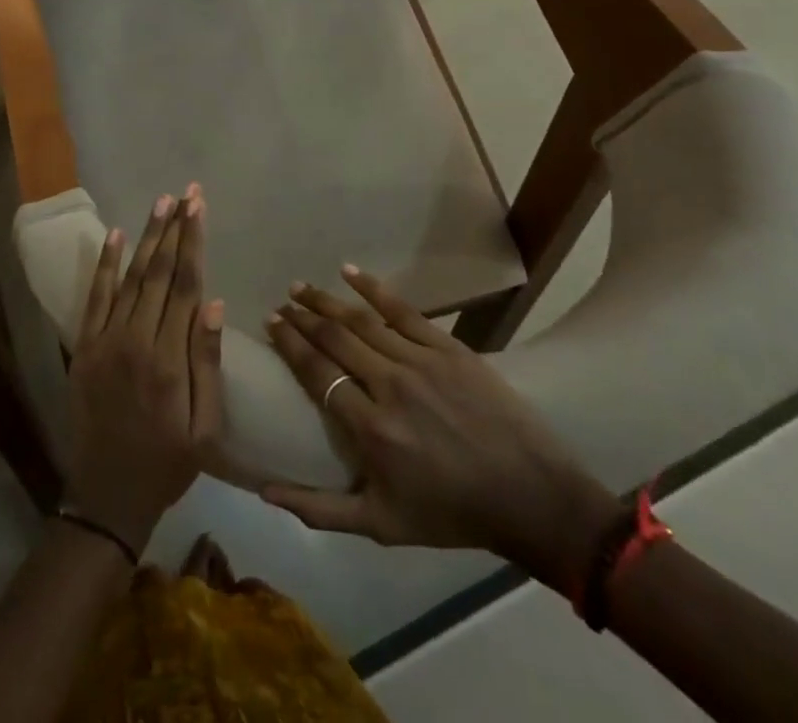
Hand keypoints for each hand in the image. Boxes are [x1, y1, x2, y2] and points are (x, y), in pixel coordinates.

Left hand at [64, 185, 224, 553]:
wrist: (106, 497)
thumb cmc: (166, 464)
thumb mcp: (204, 428)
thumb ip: (208, 364)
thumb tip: (213, 303)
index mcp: (169, 360)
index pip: (185, 285)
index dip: (193, 242)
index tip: (198, 207)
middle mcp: (135, 340)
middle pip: (159, 272)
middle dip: (174, 229)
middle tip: (185, 192)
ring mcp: (104, 341)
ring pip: (130, 277)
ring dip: (146, 238)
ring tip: (160, 204)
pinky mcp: (83, 347)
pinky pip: (95, 298)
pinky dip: (105, 266)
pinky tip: (115, 236)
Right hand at [261, 267, 617, 589]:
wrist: (531, 498)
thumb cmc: (451, 514)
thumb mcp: (382, 526)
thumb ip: (321, 510)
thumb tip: (266, 493)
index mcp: (371, 429)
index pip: (317, 373)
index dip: (290, 343)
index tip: (271, 322)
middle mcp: (390, 386)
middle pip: (334, 340)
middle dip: (302, 317)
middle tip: (283, 302)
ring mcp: (421, 362)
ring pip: (362, 321)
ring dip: (327, 301)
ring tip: (302, 286)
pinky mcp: (449, 348)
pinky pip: (403, 311)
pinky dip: (373, 289)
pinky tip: (349, 271)